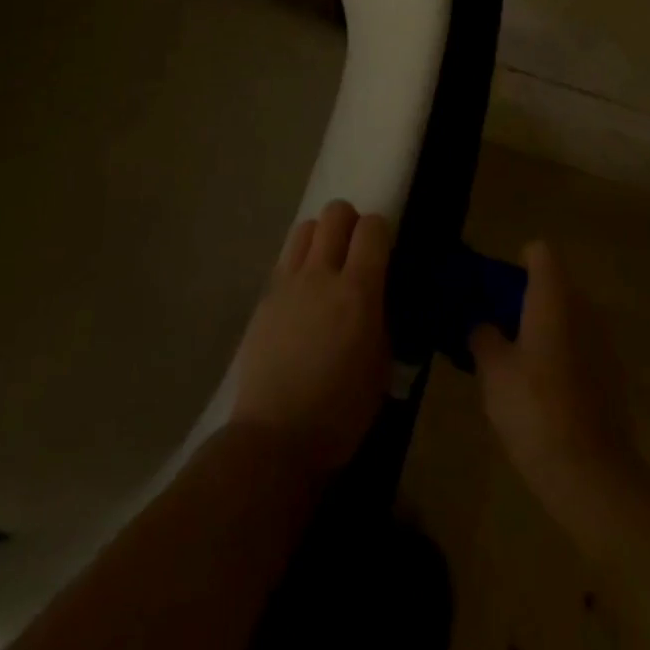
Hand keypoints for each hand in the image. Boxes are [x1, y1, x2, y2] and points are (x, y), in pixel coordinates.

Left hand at [230, 200, 391, 478]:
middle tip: (356, 251)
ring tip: (328, 265)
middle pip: (335, 213)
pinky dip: (300, 262)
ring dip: (322, 236)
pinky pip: (286, 259)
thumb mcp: (381, 366)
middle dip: (350, 222)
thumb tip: (379, 295)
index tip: (385, 249)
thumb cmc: (340, 412)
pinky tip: (304, 294)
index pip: (372, 227)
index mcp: (357, 291)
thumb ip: (382, 318)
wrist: (275, 437)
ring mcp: (288, 282)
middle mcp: (321, 274)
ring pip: (306, 227)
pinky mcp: (265, 297)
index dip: (381, 230)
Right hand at [470, 241, 638, 515]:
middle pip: (554, 285)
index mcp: (554, 297)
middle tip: (497, 328)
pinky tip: (543, 393)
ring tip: (516, 364)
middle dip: (527, 300)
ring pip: (568, 318)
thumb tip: (483, 323)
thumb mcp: (492, 370)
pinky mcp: (613, 376)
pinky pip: (581, 348)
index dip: (517, 264)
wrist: (592, 475)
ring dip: (545, 330)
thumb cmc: (534, 408)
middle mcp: (584, 308)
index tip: (496, 291)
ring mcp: (603, 342)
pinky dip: (562, 357)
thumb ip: (483, 336)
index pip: (540, 253)